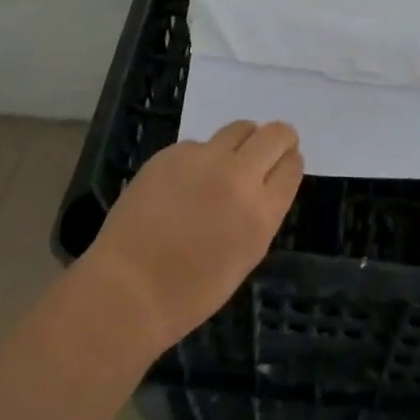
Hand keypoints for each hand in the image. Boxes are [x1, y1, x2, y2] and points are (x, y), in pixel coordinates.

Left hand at [78, 120, 303, 352]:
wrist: (128, 289)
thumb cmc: (190, 292)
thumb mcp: (244, 257)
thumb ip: (260, 215)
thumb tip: (264, 186)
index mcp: (261, 212)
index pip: (291, 167)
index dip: (290, 162)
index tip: (285, 164)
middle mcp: (238, 176)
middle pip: (275, 135)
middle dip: (279, 138)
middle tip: (270, 148)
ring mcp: (204, 159)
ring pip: (239, 128)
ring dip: (243, 140)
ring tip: (229, 160)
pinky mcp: (173, 153)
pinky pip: (199, 145)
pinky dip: (201, 158)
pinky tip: (184, 183)